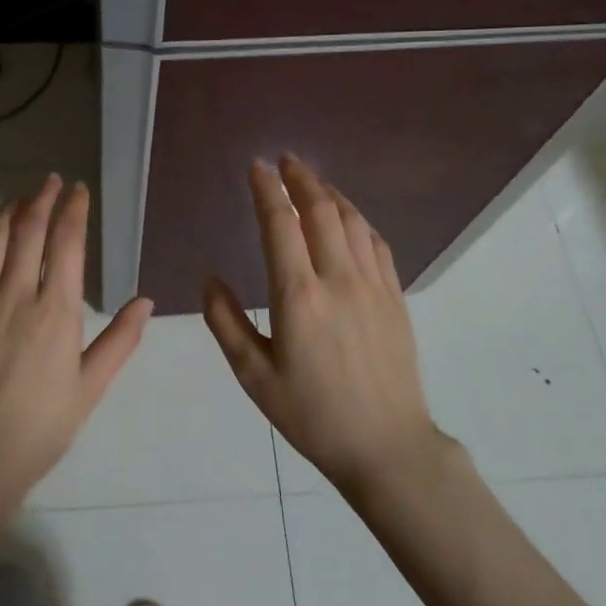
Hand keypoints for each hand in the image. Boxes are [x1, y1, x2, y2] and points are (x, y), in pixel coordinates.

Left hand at [0, 175, 152, 589]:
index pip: (67, 244)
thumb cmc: (39, 428)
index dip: (74, 210)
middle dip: (43, 199)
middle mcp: (15, 296)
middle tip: (51, 181)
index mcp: (56, 313)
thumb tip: (145, 300)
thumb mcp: (89, 388)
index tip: (79, 190)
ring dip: (8, 211)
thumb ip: (120, 341)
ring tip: (21, 196)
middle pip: (29, 231)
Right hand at [203, 156, 445, 495]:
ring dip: (331, 193)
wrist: (386, 446)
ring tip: (313, 179)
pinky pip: (377, 243)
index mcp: (298, 297)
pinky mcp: (395, 297)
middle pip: (321, 211)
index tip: (257, 167)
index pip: (280, 225)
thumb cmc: (312, 415)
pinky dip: (359, 219)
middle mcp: (338, 280)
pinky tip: (349, 217)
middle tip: (286, 159)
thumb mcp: (254, 377)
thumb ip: (225, 323)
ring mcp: (373, 286)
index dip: (267, 190)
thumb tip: (210, 279)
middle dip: (301, 178)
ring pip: (353, 221)